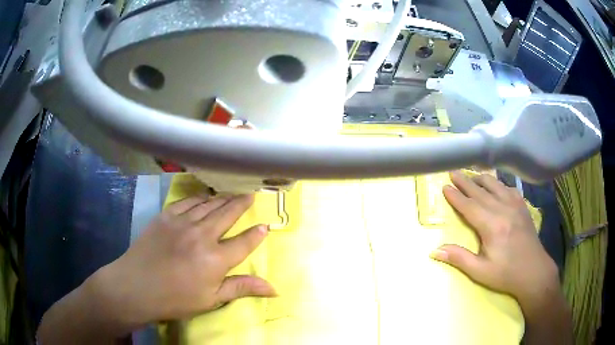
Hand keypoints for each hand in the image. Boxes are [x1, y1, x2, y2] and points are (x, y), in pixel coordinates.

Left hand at [89, 194, 274, 330]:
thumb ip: (241, 288)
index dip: (256, 234)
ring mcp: (182, 222)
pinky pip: (187, 201)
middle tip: (250, 195)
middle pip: (227, 214)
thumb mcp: (211, 300)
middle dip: (241, 204)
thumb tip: (274, 288)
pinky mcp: (166, 216)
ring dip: (223, 198)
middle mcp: (202, 235)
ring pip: (209, 204)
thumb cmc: (175, 299)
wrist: (136, 286)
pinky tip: (204, 197)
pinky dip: (199, 198)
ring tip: (232, 193)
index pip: (244, 242)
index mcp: (215, 259)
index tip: (265, 225)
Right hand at [430, 172, 558, 308]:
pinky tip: (496, 186)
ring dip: (482, 179)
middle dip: (465, 182)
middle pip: (481, 191)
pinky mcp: (523, 207)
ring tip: (471, 175)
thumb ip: (459, 258)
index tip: (445, 186)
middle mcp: (503, 210)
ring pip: (496, 186)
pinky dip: (499, 184)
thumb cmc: (506, 274)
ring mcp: (515, 206)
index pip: (470, 206)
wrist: (534, 271)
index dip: (456, 196)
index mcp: (492, 226)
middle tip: (453, 172)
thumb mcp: (480, 271)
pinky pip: (509, 189)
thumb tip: (434, 250)